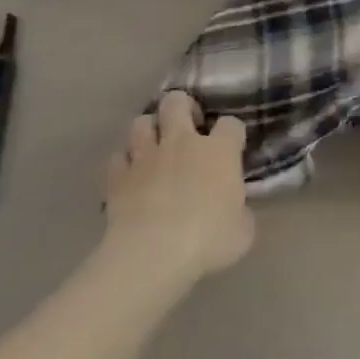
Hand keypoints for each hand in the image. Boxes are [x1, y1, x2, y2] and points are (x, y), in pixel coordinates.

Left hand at [103, 90, 253, 279]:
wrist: (153, 256)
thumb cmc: (208, 241)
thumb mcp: (242, 230)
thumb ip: (240, 211)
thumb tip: (235, 210)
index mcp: (219, 151)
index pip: (231, 124)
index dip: (232, 134)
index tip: (232, 148)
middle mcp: (182, 143)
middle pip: (177, 102)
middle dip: (182, 107)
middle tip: (188, 128)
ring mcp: (146, 157)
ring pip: (141, 122)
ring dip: (149, 131)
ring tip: (155, 148)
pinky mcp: (117, 178)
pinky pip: (118, 157)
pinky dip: (124, 163)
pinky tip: (131, 176)